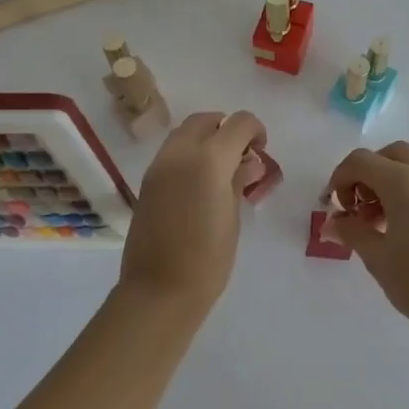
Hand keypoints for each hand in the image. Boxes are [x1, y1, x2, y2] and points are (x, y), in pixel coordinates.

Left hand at [118, 111, 267, 304]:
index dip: (255, 130)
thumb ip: (239, 180)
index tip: (260, 151)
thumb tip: (248, 162)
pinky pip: (171, 152)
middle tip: (241, 156)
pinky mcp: (147, 180)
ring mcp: (159, 165)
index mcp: (209, 158)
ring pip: (185, 132)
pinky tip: (200, 183)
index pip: (238, 123)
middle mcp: (181, 152)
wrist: (160, 289)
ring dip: (206, 138)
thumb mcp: (233, 216)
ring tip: (221, 169)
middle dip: (227, 129)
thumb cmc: (208, 258)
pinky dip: (189, 154)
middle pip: (206, 119)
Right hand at [322, 142, 408, 331]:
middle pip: (388, 155)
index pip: (361, 161)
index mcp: (405, 182)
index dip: (340, 178)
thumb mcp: (377, 257)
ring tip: (375, 220)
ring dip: (385, 181)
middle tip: (355, 207)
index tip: (336, 207)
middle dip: (365, 174)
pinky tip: (397, 224)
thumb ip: (351, 231)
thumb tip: (332, 222)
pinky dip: (405, 188)